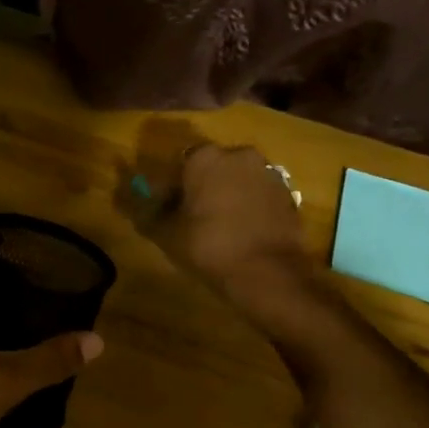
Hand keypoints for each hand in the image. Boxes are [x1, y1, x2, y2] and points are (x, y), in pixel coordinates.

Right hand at [129, 130, 315, 321]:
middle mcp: (238, 154)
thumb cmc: (209, 246)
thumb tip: (140, 202)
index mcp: (204, 157)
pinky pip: (260, 193)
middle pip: (214, 167)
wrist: (266, 272)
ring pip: (239, 178)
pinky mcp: (288, 193)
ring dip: (230, 193)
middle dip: (205, 185)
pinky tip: (245, 230)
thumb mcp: (167, 232)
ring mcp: (268, 172)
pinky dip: (251, 205)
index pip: (181, 164)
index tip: (171, 208)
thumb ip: (150, 212)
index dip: (175, 186)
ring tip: (223, 225)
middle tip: (197, 215)